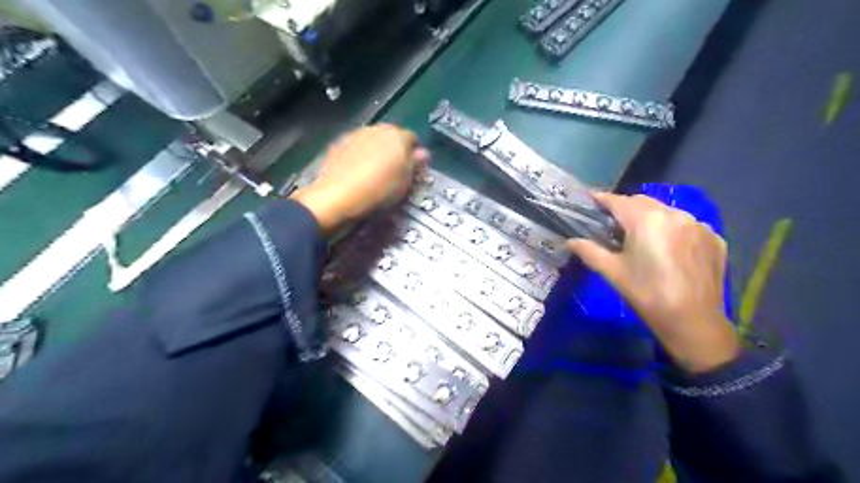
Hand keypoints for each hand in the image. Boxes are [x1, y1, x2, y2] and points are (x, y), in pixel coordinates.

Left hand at [290, 125, 429, 232]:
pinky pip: (356, 146)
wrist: (339, 195)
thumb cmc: (380, 189)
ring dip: (376, 151)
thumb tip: (422, 153)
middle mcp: (378, 128)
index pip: (413, 139)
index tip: (413, 169)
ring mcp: (356, 134)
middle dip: (395, 149)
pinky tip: (357, 171)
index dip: (415, 154)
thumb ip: (415, 163)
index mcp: (398, 136)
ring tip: (374, 171)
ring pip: (373, 139)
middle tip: (395, 170)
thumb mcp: (406, 181)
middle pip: (391, 136)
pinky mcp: (339, 143)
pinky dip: (360, 155)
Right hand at [569, 193, 738, 373]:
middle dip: (625, 208)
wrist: (693, 322)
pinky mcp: (714, 239)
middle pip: (643, 203)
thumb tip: (569, 241)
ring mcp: (698, 225)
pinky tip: (668, 250)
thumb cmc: (646, 294)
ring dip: (650, 218)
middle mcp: (674, 214)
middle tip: (612, 224)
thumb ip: (589, 251)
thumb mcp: (612, 272)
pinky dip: (673, 230)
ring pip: (666, 212)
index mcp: (646, 220)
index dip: (602, 199)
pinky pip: (687, 226)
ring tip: (642, 238)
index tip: (591, 200)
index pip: (618, 201)